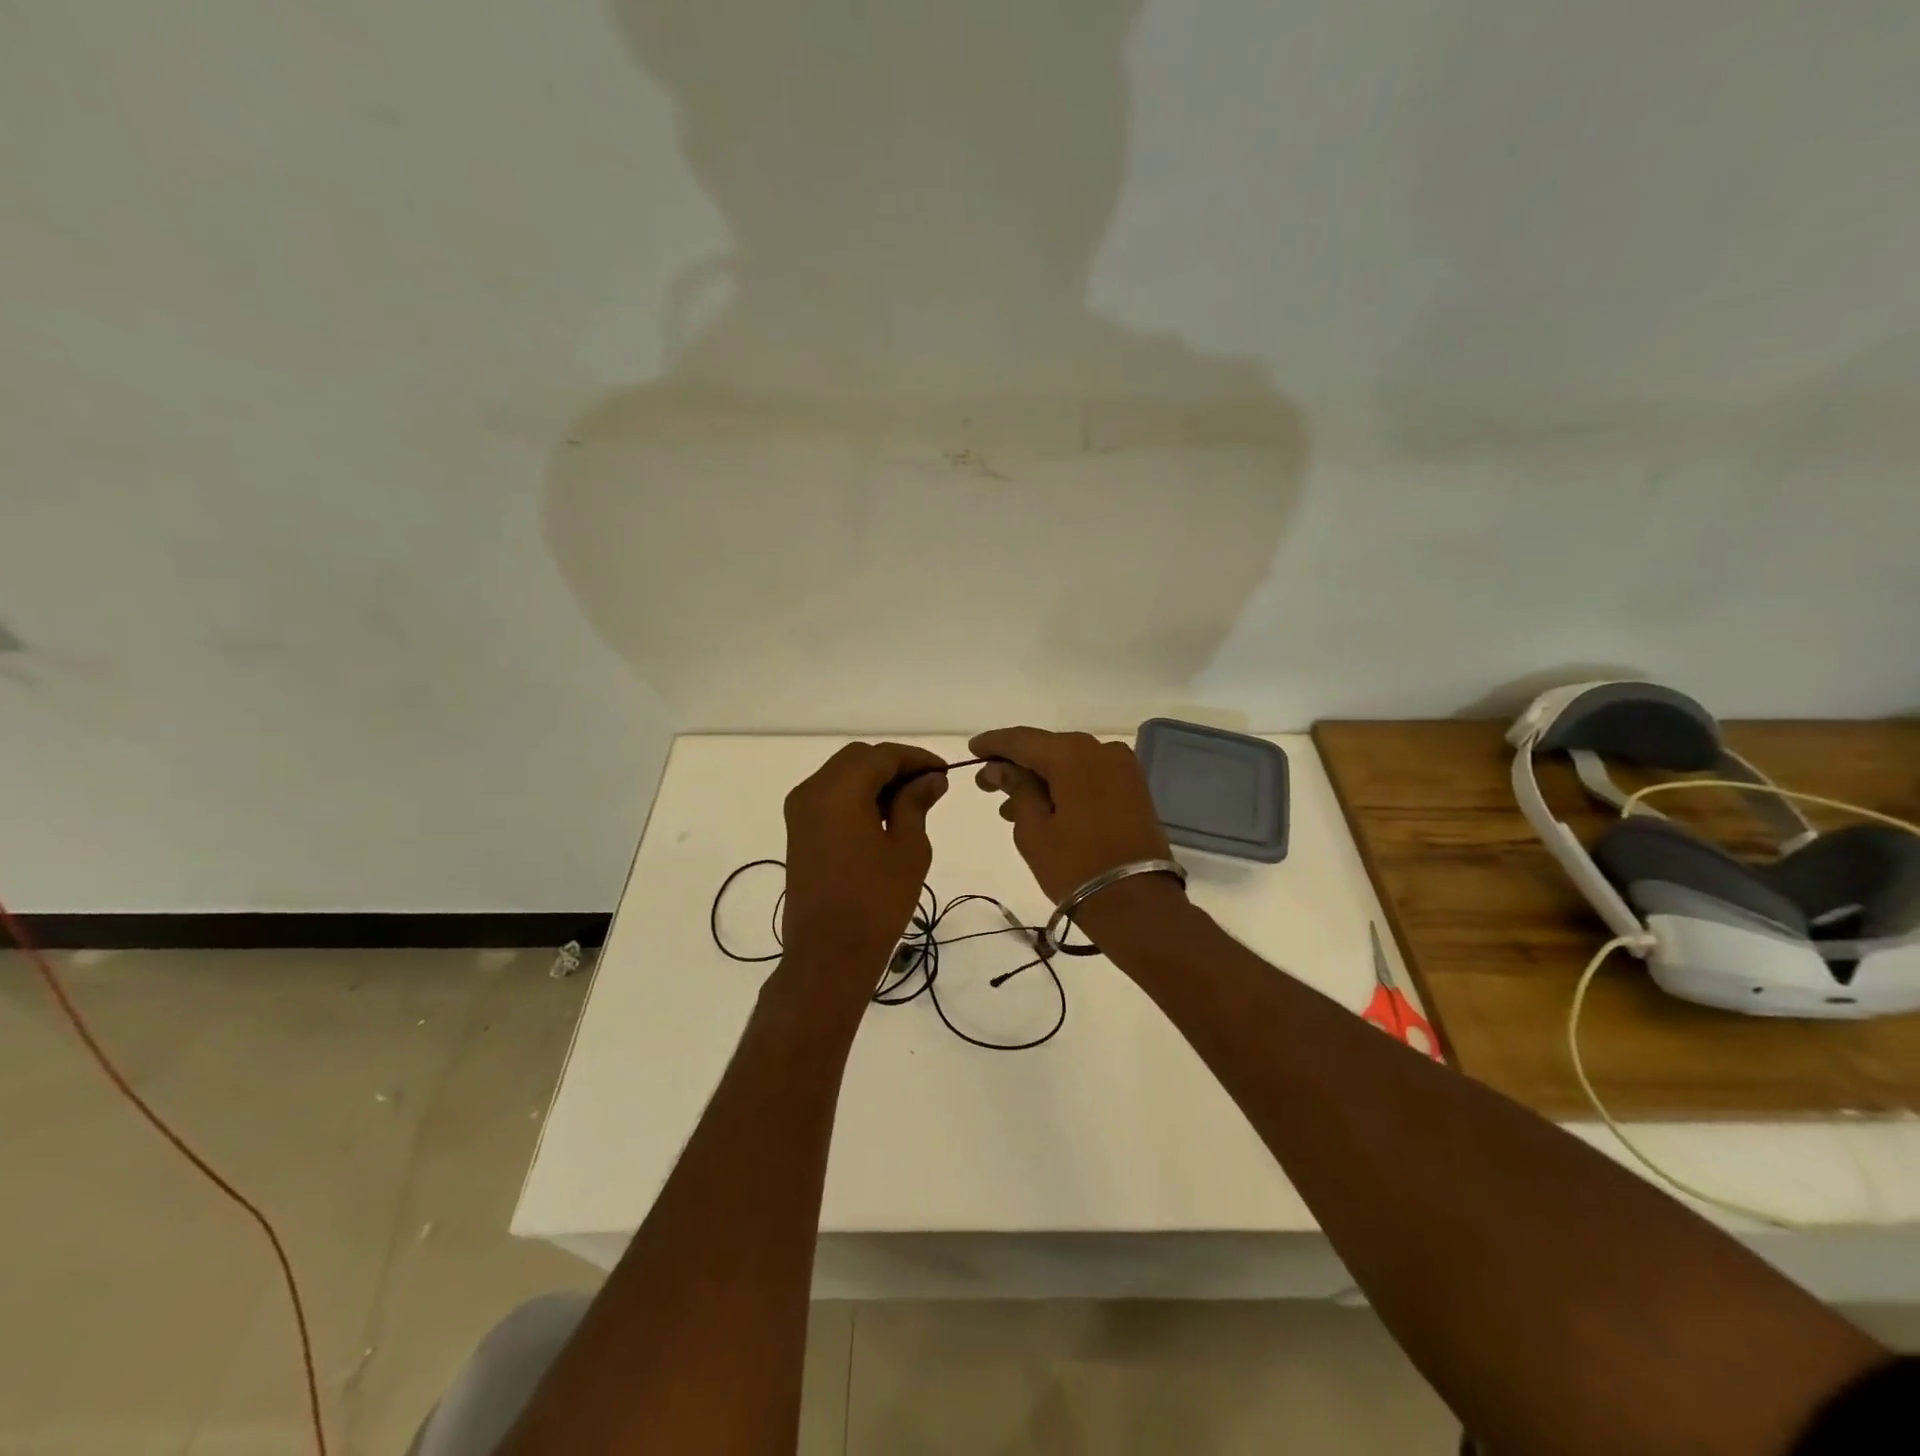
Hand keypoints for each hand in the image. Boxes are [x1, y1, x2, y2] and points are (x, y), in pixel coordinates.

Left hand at [781, 742, 948, 982]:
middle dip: (894, 766)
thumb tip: (931, 778)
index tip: (944, 773)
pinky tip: (883, 819)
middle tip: (928, 787)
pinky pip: (830, 798)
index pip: (882, 755)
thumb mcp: (907, 848)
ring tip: (910, 804)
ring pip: (842, 776)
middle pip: (858, 759)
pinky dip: (857, 797)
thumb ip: (916, 803)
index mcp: (838, 791)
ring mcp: (800, 812)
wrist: (829, 954)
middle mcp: (812, 791)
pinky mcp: (798, 832)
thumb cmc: (876, 901)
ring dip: (875, 781)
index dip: (916, 759)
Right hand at [968, 728, 1181, 916]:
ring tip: (1010, 807)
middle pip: (1048, 748)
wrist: (1136, 902)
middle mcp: (1100, 749)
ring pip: (1069, 763)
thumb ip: (1016, 788)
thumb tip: (1000, 767)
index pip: (1022, 739)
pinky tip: (1044, 807)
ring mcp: (1122, 768)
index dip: (994, 744)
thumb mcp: (1034, 829)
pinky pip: (1089, 776)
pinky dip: (1065, 785)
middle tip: (987, 784)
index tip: (972, 750)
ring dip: (1040, 779)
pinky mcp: (1133, 788)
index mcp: (1072, 754)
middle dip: (1017, 764)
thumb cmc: (1075, 866)